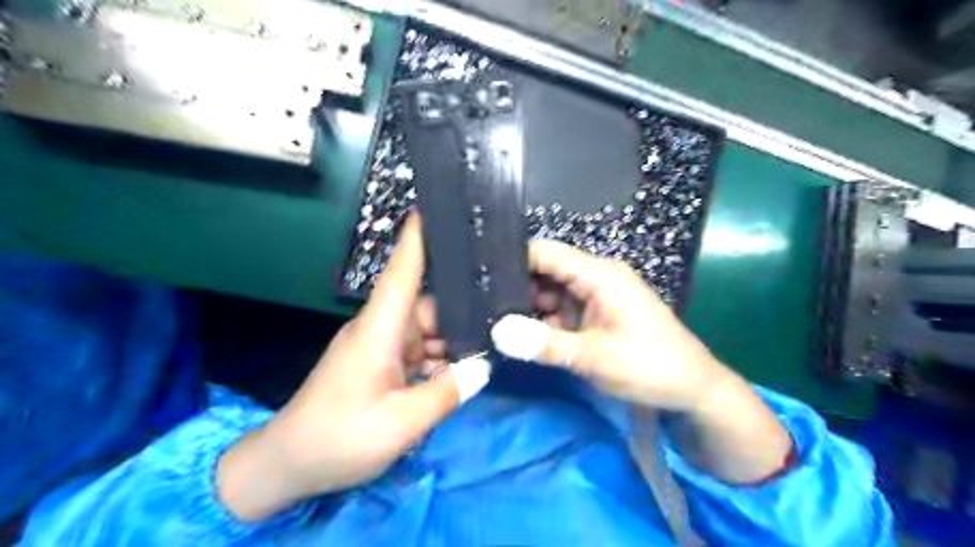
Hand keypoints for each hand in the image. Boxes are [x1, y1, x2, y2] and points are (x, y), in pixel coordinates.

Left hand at [213, 214, 483, 521]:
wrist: (287, 465)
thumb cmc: (339, 438)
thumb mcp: (401, 423)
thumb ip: (446, 393)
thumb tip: (483, 368)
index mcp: (379, 329)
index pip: (402, 272)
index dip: (418, 238)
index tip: (438, 207)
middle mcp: (382, 329)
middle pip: (428, 304)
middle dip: (464, 304)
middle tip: (506, 300)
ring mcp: (382, 347)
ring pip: (428, 330)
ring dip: (456, 336)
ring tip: (497, 334)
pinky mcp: (382, 365)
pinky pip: (421, 351)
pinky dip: (443, 357)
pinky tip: (470, 364)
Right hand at [492, 237, 726, 411]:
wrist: (693, 390)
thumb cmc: (651, 366)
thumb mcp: (596, 357)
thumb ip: (545, 344)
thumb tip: (497, 333)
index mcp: (599, 275)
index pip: (547, 253)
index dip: (513, 257)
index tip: (478, 270)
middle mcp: (594, 278)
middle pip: (544, 271)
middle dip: (513, 285)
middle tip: (475, 301)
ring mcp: (593, 298)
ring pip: (548, 293)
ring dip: (523, 306)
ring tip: (487, 317)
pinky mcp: (593, 317)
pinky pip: (558, 312)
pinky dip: (539, 322)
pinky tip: (513, 333)